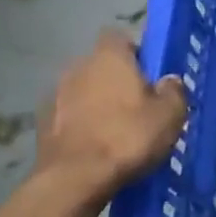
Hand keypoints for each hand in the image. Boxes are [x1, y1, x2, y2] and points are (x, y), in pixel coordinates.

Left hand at [36, 29, 187, 199]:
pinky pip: (70, 115)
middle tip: (139, 105)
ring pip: (84, 90)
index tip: (150, 73)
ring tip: (117, 129)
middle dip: (117, 80)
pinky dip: (82, 124)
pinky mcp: (42, 123)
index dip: (135, 52)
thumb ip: (173, 91)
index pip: (119, 37)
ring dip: (98, 102)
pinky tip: (97, 145)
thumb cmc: (129, 137)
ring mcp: (55, 94)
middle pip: (101, 65)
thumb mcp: (170, 115)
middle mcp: (78, 67)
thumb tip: (169, 80)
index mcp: (109, 58)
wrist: (75, 178)